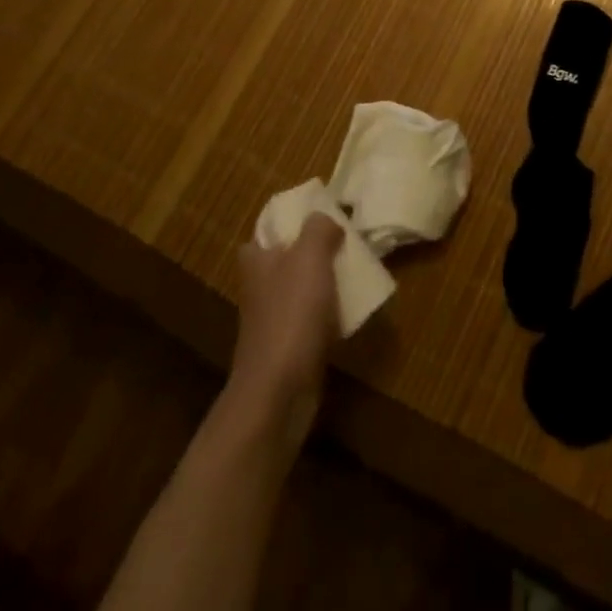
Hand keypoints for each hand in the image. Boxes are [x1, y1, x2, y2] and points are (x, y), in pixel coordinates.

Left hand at [226, 213, 343, 439]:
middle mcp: (259, 288)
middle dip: (312, 253)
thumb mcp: (309, 256)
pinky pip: (311, 320)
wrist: (279, 391)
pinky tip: (350, 313)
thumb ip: (318, 228)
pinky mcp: (287, 349)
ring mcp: (272, 321)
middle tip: (345, 244)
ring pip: (301, 290)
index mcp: (256, 261)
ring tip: (354, 274)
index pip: (265, 232)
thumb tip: (326, 219)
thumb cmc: (291, 314)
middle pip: (287, 260)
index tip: (319, 219)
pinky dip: (328, 315)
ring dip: (323, 284)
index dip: (289, 223)